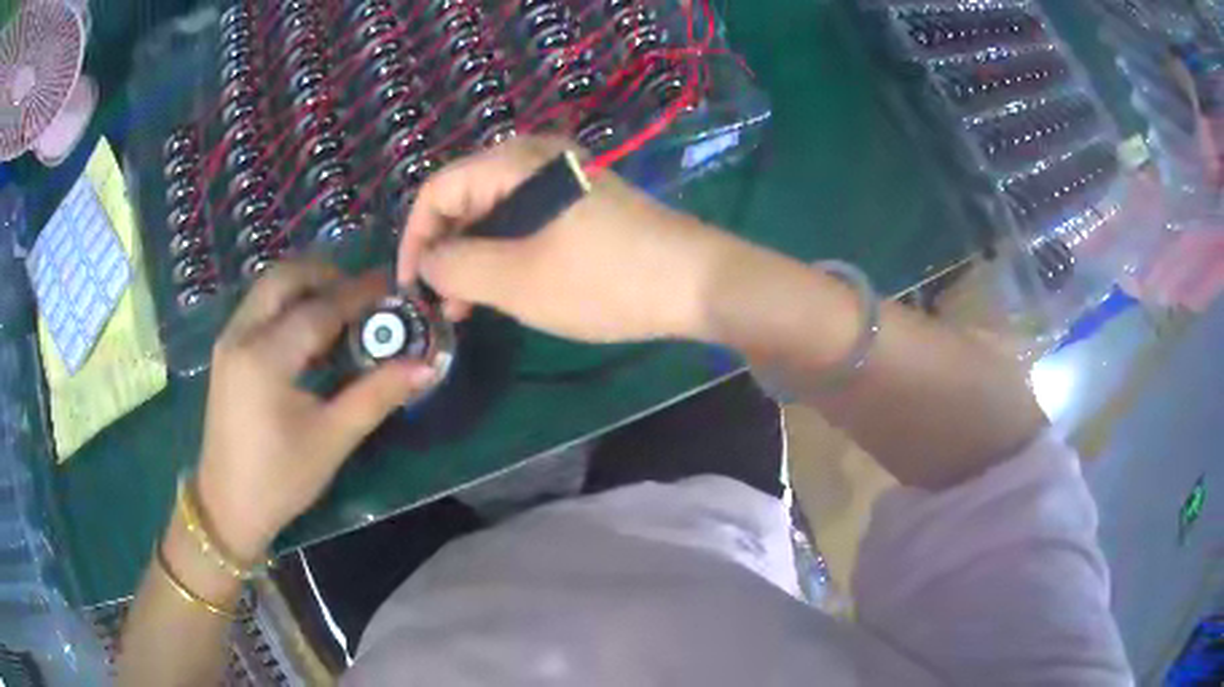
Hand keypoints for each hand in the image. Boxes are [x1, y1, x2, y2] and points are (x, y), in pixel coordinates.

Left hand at [195, 261, 436, 559]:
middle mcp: (241, 335)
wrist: (228, 506)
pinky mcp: (226, 352)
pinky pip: (259, 308)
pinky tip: (309, 335)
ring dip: (305, 288)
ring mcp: (229, 341)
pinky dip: (287, 305)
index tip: (392, 286)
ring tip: (341, 312)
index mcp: (265, 357)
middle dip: (326, 275)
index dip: (359, 294)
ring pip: (268, 289)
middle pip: (285, 278)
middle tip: (362, 295)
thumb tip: (423, 366)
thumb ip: (376, 395)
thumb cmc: (280, 478)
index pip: (319, 308)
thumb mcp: (332, 439)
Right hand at [398, 136, 743, 342]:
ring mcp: (563, 180)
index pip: (438, 190)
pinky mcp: (582, 204)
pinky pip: (525, 222)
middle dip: (445, 251)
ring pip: (495, 214)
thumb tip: (426, 262)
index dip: (415, 239)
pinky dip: (505, 254)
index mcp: (514, 162)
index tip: (411, 288)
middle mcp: (535, 159)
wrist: (697, 283)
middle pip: (465, 198)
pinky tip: (503, 289)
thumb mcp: (516, 280)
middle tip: (440, 305)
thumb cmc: (603, 279)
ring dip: (473, 258)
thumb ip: (456, 268)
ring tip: (466, 308)